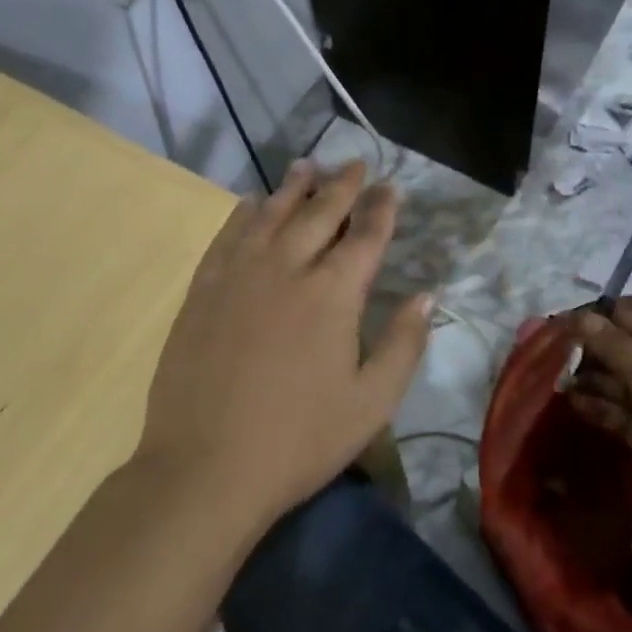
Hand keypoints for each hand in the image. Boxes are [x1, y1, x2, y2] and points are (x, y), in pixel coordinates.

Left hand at [136, 160, 430, 529]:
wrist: (206, 467)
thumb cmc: (300, 439)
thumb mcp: (371, 402)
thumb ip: (405, 343)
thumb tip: (427, 295)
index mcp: (334, 293)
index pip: (365, 235)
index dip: (381, 208)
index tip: (390, 186)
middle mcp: (288, 267)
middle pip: (319, 212)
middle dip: (341, 185)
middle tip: (353, 163)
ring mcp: (240, 274)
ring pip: (271, 214)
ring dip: (292, 187)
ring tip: (306, 166)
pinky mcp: (204, 290)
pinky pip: (227, 236)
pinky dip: (242, 214)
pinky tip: (250, 202)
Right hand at [565, 305, 631, 558]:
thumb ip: (614, 346)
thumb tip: (580, 317)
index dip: (604, 322)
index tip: (565, 324)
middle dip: (596, 353)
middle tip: (556, 354)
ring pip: (627, 386)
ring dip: (596, 382)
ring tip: (559, 379)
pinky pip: (627, 415)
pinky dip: (604, 408)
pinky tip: (574, 403)